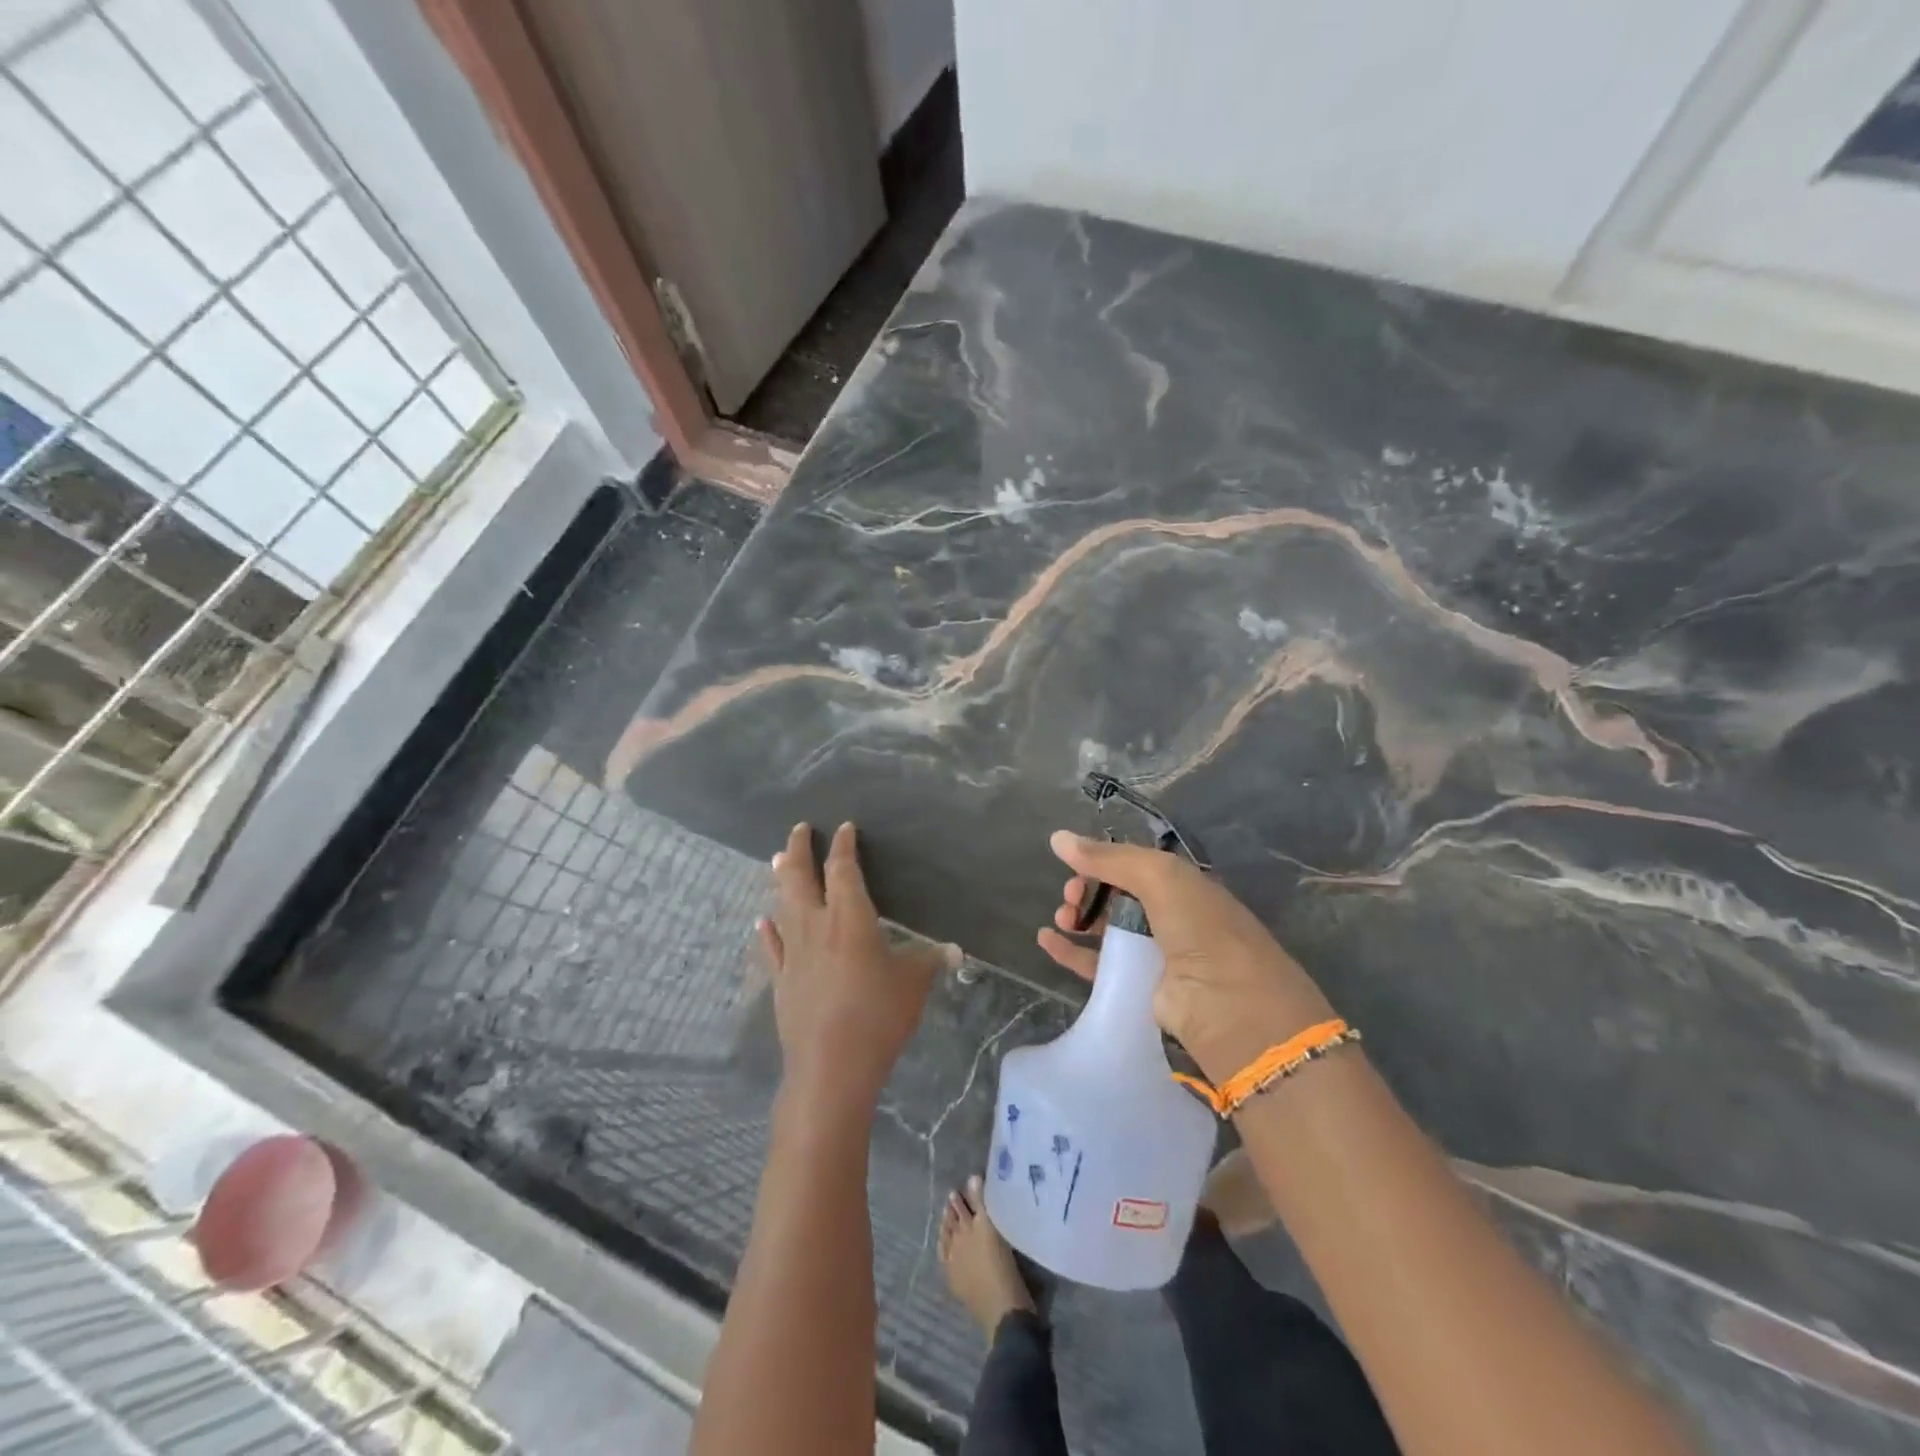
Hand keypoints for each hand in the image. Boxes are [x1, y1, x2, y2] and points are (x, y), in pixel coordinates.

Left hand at [759, 822, 950, 1111]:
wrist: (831, 1066)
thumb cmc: (878, 1016)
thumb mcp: (914, 985)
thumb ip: (930, 961)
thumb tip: (955, 951)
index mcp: (850, 917)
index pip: (844, 869)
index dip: (844, 846)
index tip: (845, 828)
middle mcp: (816, 925)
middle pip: (801, 877)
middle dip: (800, 849)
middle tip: (799, 828)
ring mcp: (793, 953)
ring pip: (783, 905)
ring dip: (781, 879)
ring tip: (778, 859)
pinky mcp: (781, 981)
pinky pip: (772, 947)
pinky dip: (769, 931)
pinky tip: (762, 922)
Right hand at [1035, 831, 1334, 1082]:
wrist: (1230, 1007)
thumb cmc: (1202, 930)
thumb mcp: (1161, 877)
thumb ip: (1109, 857)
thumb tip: (1057, 838)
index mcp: (1182, 884)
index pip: (1133, 864)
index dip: (1102, 861)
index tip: (1075, 865)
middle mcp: (1170, 915)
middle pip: (1116, 895)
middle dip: (1087, 889)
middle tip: (1070, 896)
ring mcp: (1154, 954)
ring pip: (1105, 928)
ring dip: (1078, 917)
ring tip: (1061, 918)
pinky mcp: (1138, 987)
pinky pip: (1097, 964)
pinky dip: (1071, 952)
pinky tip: (1047, 940)